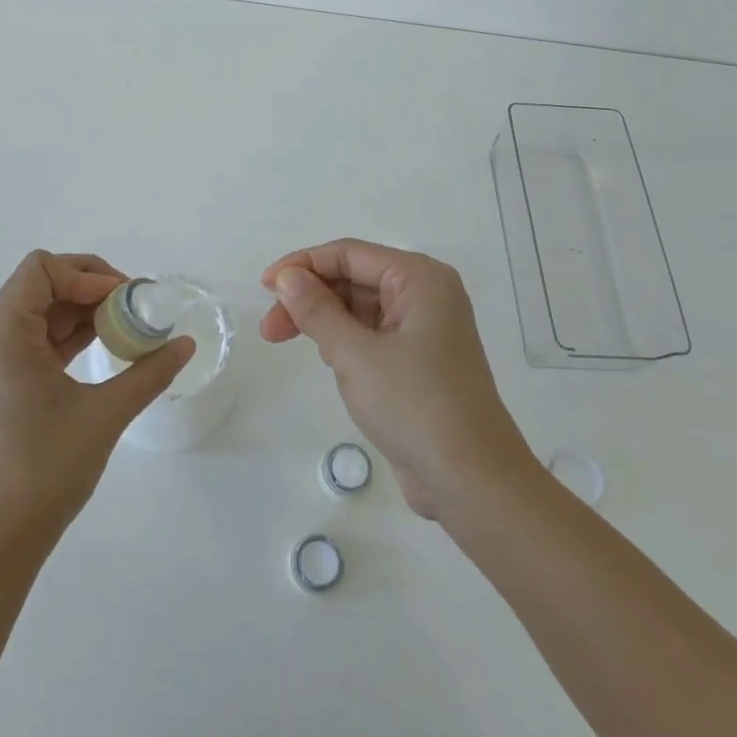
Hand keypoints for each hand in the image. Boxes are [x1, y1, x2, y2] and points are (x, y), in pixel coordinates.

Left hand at [0, 251, 192, 553]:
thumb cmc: (46, 468)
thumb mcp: (105, 414)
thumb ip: (149, 372)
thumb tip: (186, 344)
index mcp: (2, 335)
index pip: (41, 269)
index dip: (87, 274)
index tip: (125, 298)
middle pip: (39, 285)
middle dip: (90, 288)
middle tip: (133, 306)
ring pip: (39, 312)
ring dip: (82, 311)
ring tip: (126, 326)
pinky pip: (35, 340)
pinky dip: (69, 336)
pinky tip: (104, 348)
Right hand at [261, 239, 537, 519]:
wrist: (472, 482)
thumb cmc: (415, 405)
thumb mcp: (355, 354)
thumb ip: (317, 310)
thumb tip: (288, 277)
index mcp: (420, 279)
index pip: (350, 254)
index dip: (303, 264)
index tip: (264, 287)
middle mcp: (425, 295)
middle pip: (354, 279)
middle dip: (309, 297)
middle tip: (269, 328)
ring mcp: (425, 329)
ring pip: (360, 308)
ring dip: (323, 320)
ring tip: (286, 342)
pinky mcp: (419, 361)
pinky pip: (372, 335)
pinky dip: (344, 341)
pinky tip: (327, 359)